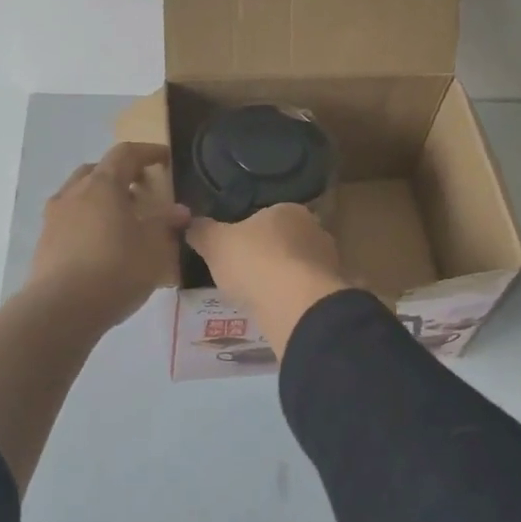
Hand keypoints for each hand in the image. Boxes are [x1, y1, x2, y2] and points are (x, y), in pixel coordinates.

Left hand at [26, 143, 190, 328]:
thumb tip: (179, 211)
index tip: (165, 159)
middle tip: (143, 191)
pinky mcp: (44, 243)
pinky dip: (88, 221)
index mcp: (103, 184)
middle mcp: (74, 193)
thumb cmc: (115, 269)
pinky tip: (102, 245)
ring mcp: (54, 217)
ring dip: (102, 199)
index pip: (125, 153)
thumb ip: (166, 224)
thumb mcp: (153, 247)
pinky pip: (70, 219)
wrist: (61, 310)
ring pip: (80, 194)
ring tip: (122, 220)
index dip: (148, 152)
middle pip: (98, 170)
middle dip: (121, 175)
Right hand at [187, 204, 350, 352]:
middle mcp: (315, 230)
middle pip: (288, 240)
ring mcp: (329, 262)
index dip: (252, 232)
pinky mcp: (333, 292)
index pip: (270, 216)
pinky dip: (295, 299)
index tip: (237, 250)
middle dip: (271, 255)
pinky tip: (279, 311)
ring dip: (285, 279)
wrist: (296, 305)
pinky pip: (308, 292)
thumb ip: (201, 231)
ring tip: (262, 297)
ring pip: (300, 267)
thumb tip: (188, 222)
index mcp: (289, 210)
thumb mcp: (215, 244)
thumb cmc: (254, 261)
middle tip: (247, 274)